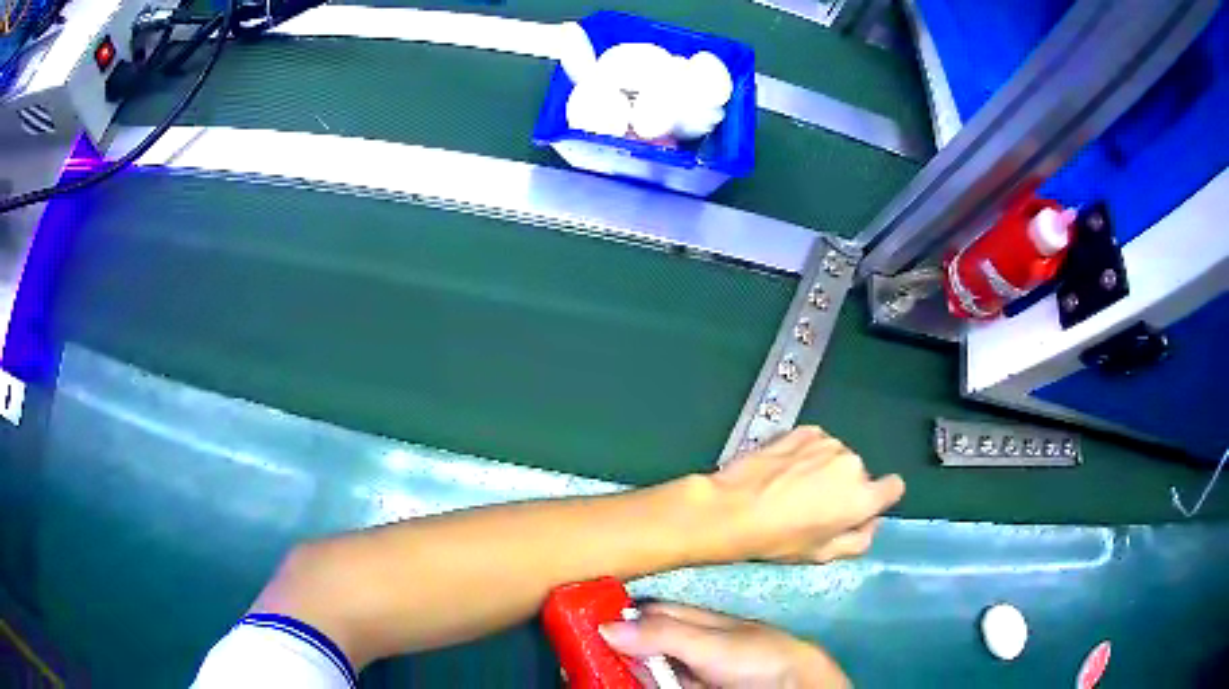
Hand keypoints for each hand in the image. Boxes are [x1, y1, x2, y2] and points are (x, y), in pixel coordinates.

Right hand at [600, 603, 848, 688]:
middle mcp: (683, 642)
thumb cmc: (755, 656)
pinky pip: (652, 685)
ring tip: (583, 670)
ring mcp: (684, 669)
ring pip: (640, 666)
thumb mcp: (709, 643)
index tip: (577, 622)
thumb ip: (662, 633)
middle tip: (574, 655)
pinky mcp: (686, 688)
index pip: (643, 613)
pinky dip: (632, 683)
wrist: (790, 685)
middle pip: (636, 642)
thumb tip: (605, 625)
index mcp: (690, 620)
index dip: (612, 615)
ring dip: (616, 668)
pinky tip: (614, 683)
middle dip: (608, 647)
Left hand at [709, 426, 904, 563]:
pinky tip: (784, 469)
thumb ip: (858, 541)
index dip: (878, 499)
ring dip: (826, 469)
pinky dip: (807, 454)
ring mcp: (829, 442)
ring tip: (794, 487)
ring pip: (837, 457)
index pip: (894, 487)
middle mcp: (853, 463)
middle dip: (844, 488)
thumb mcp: (822, 555)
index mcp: (863, 497)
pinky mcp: (804, 430)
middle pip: (860, 475)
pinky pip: (817, 443)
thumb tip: (870, 524)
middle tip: (813, 506)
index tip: (857, 509)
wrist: (733, 508)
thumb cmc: (779, 540)